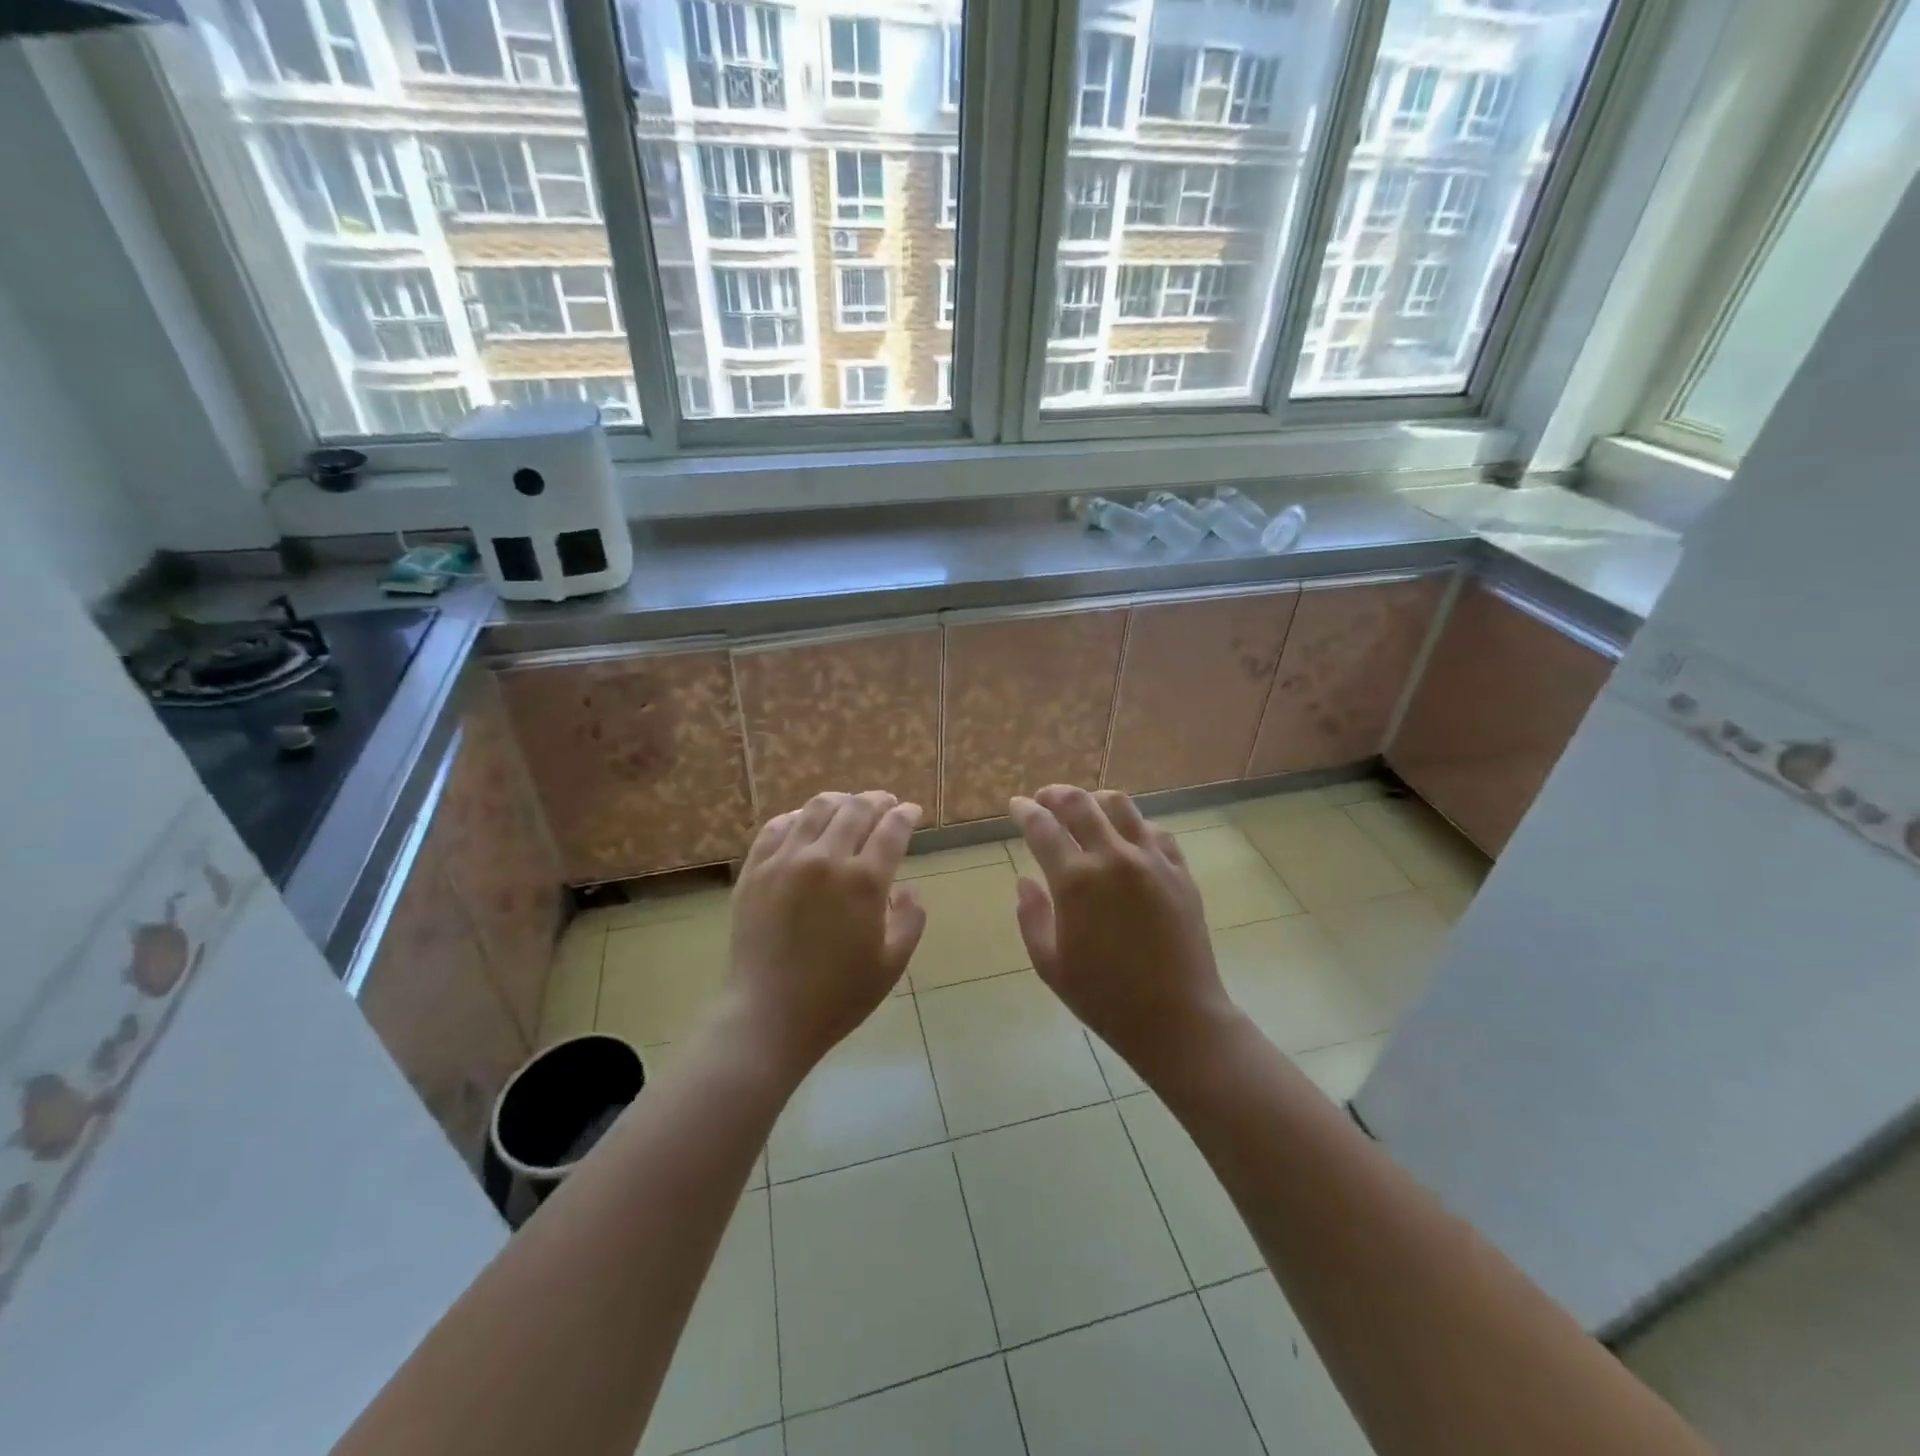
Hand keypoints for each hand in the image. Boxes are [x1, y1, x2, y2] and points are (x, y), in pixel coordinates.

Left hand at [726, 790, 926, 1079]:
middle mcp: (826, 860)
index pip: (892, 830)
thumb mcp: (892, 963)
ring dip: (840, 801)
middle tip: (886, 803)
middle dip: (877, 800)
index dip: (906, 815)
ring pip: (816, 809)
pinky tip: (805, 822)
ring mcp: (785, 861)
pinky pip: (777, 827)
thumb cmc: (838, 996)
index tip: (912, 812)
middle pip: (856, 810)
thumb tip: (903, 888)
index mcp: (864, 882)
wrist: (769, 1016)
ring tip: (849, 805)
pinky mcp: (755, 870)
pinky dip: (797, 817)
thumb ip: (910, 919)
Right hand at [1011, 785, 1235, 1080]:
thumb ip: (1031, 916)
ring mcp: (1152, 861)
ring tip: (1085, 808)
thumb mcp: (1050, 964)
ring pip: (1121, 806)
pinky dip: (1133, 825)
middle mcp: (1114, 858)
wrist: (1177, 1018)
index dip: (1025, 811)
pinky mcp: (1180, 871)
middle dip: (1056, 795)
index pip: (1042, 828)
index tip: (1016, 805)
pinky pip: (1154, 831)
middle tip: (1045, 799)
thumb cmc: (1104, 998)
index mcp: (1076, 881)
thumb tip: (1024, 881)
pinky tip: (1126, 837)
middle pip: (1080, 804)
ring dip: (1095, 800)